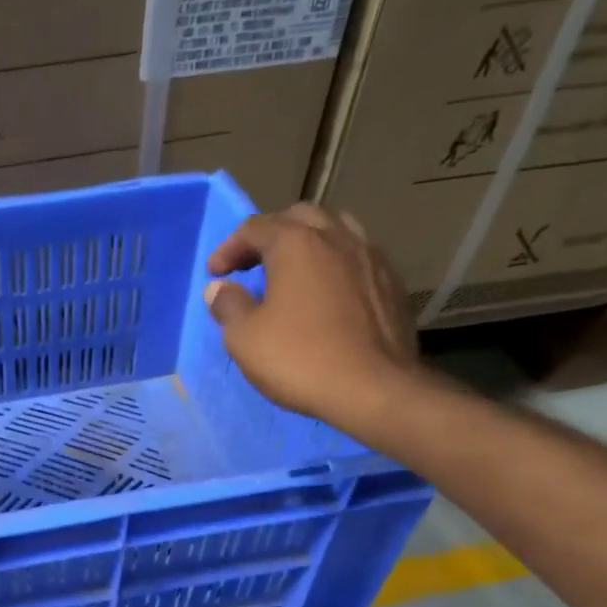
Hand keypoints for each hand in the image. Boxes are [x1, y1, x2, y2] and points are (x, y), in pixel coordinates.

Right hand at [204, 204, 431, 445]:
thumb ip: (228, 306)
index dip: (229, 248)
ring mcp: (370, 257)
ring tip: (294, 271)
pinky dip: (334, 264)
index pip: (255, 227)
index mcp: (297, 244)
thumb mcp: (244, 338)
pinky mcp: (391, 282)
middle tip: (252, 264)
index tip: (215, 274)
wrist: (373, 389)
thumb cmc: (300, 359)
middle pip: (299, 217)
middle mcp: (337, 237)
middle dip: (270, 235)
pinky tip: (327, 292)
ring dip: (308, 243)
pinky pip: (357, 257)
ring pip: (335, 229)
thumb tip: (220, 289)